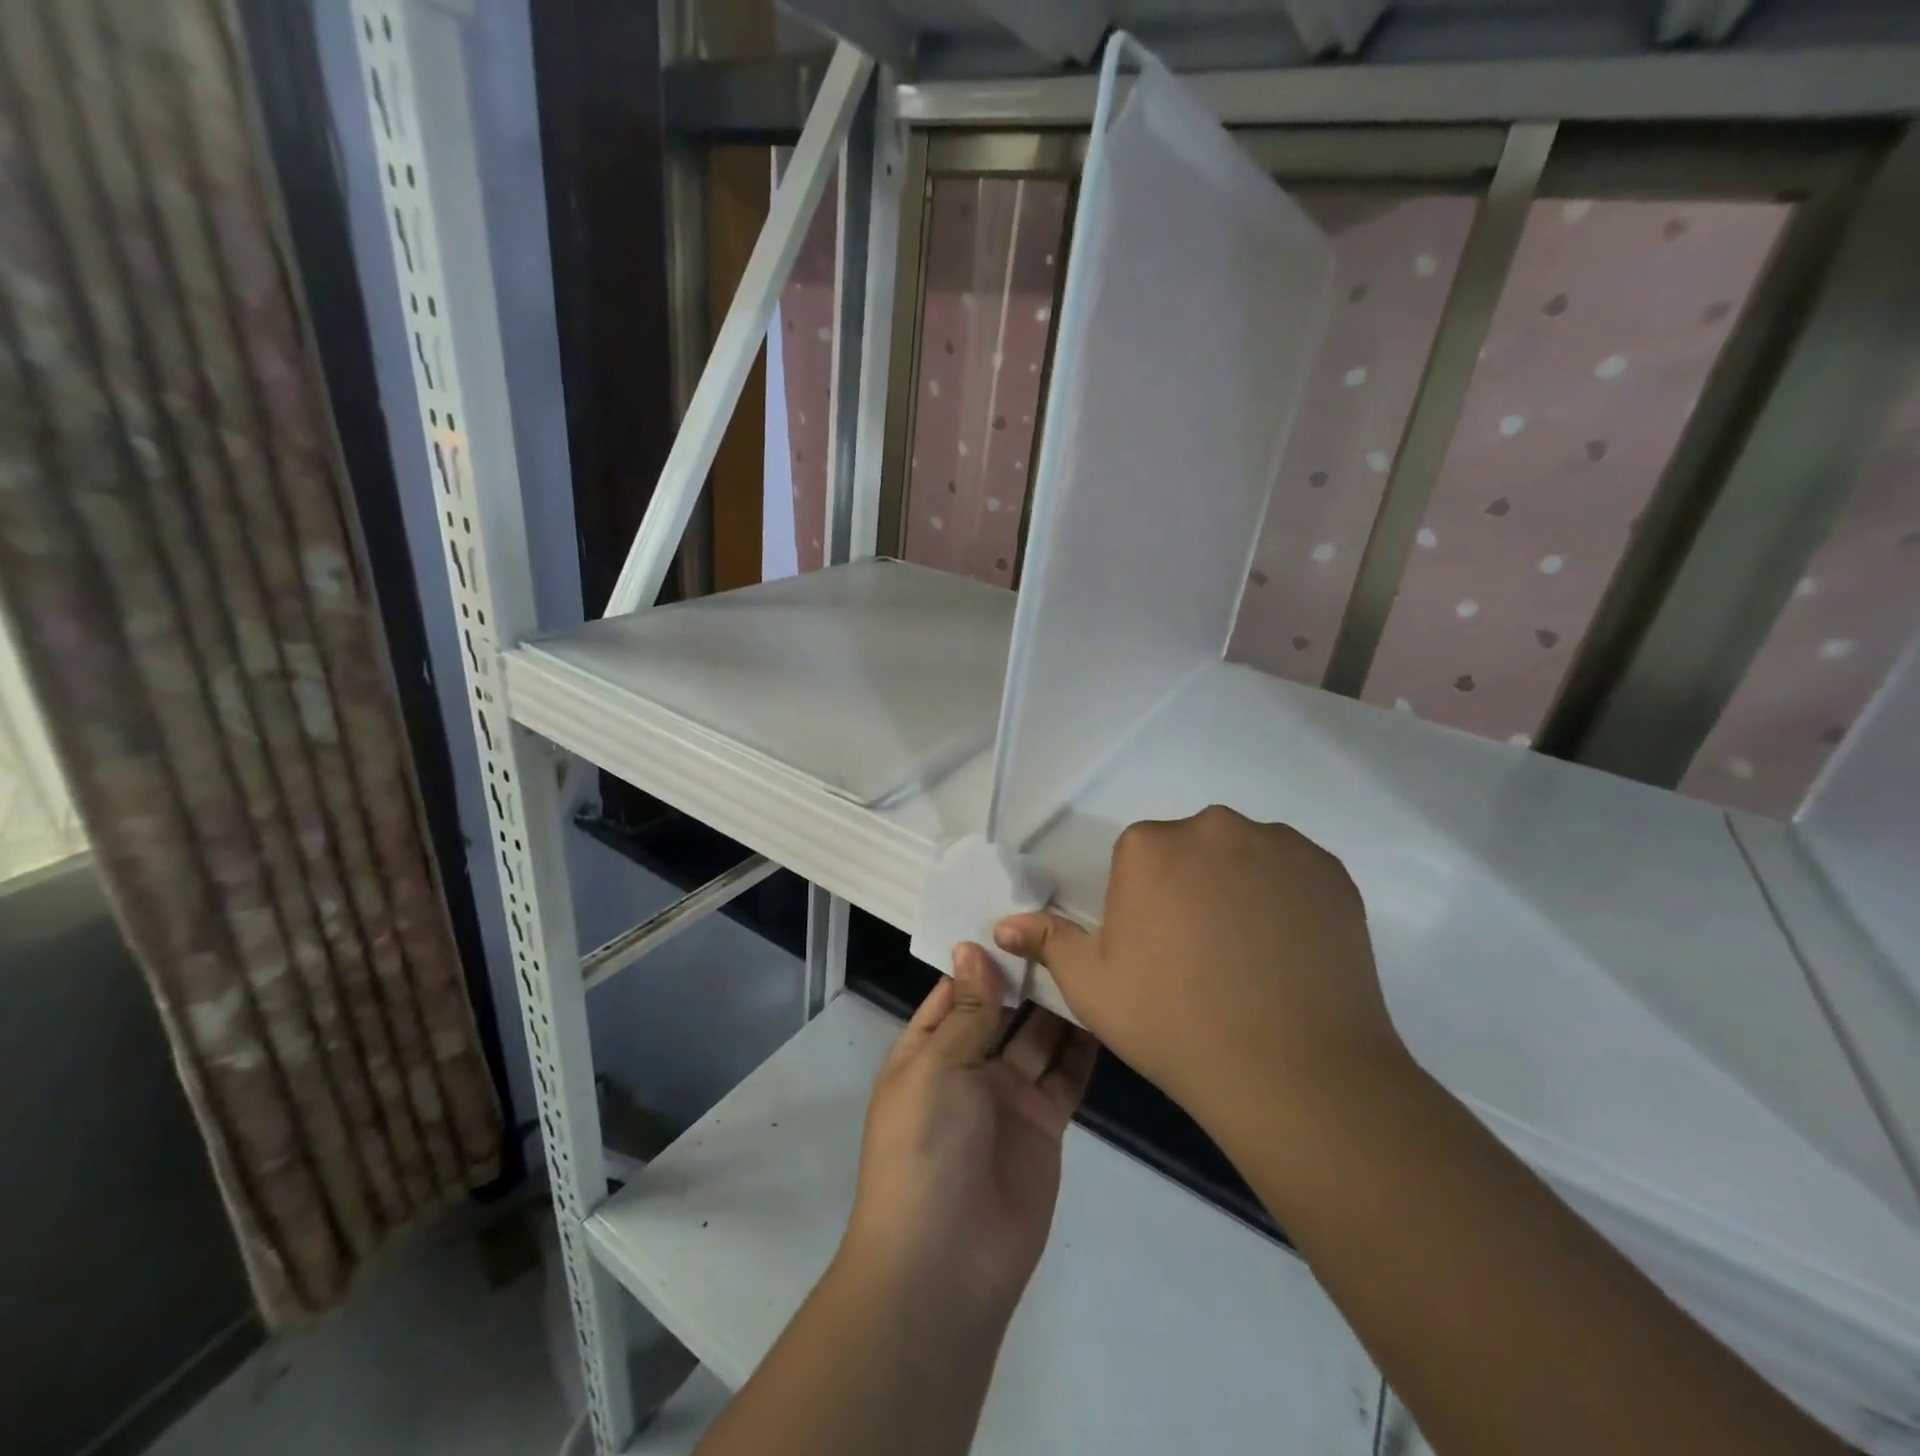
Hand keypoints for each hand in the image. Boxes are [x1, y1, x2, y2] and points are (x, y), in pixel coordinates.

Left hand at [840, 947, 1098, 1324]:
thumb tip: (972, 947)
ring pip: (1038, 1037)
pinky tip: (1104, 1009)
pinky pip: (1066, 1076)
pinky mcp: (1045, 1125)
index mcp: (927, 1049)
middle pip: (1001, 1009)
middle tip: (1065, 924)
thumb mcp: (936, 1069)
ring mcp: (1007, 1096)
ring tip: (1089, 956)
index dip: (982, 956)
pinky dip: (1083, 1047)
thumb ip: (966, 1011)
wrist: (946, 1265)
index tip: (1016, 912)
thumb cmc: (925, 1149)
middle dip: (1026, 975)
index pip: (955, 989)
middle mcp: (967, 1066)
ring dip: (1058, 1005)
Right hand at [994, 805, 1409, 1143]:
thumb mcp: (1092, 987)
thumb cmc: (1173, 1023)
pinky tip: (1289, 952)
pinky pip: (1293, 873)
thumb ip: (1047, 942)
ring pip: (1243, 856)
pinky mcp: (1330, 870)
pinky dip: (1286, 899)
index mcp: (1148, 846)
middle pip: (1191, 849)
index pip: (1137, 860)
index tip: (1158, 952)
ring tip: (1251, 957)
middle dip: (1190, 888)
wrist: (1292, 1071)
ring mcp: (1278, 844)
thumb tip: (1003, 924)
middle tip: (1202, 956)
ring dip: (1239, 888)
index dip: (1144, 906)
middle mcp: (1212, 827)